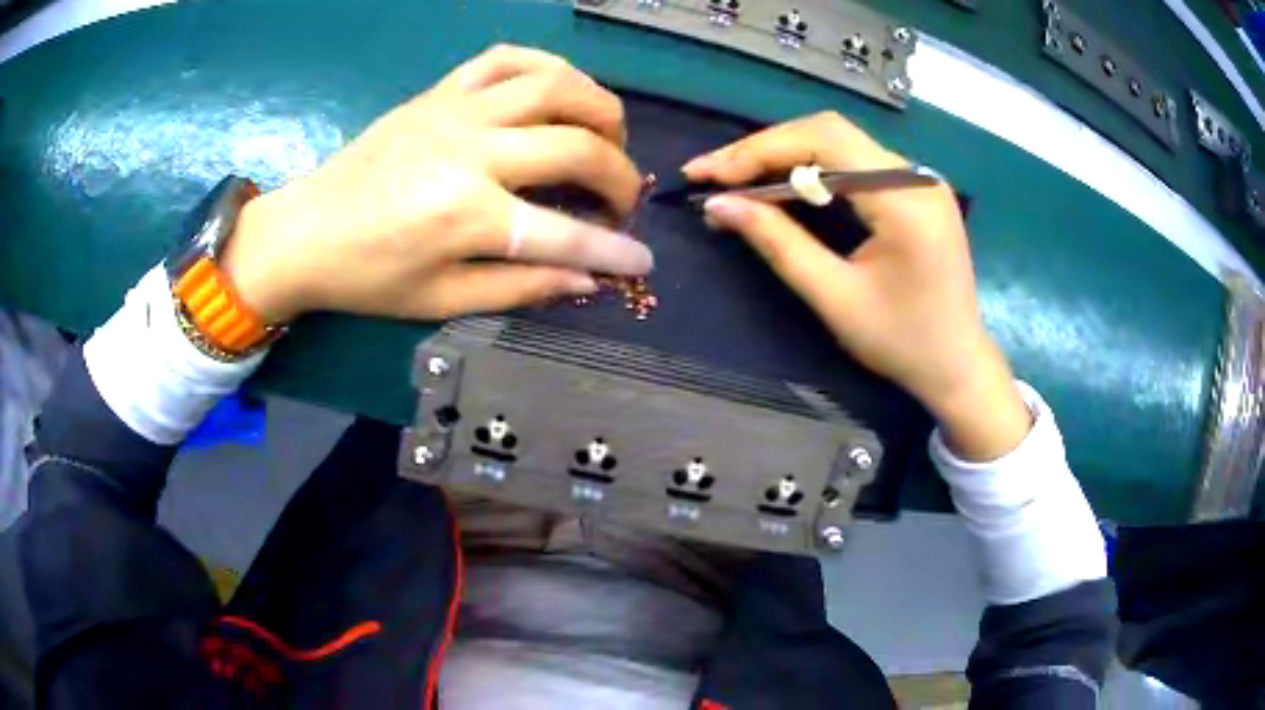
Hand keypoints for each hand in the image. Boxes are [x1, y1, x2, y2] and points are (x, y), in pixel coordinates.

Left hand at [222, 45, 652, 323]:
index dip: (614, 251)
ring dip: (600, 107)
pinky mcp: (440, 91)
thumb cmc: (367, 275)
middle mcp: (471, 150)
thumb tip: (587, 281)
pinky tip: (558, 90)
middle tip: (621, 199)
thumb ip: (519, 288)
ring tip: (606, 136)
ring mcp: (456, 110)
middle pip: (577, 146)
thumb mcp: (440, 299)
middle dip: (620, 176)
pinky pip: (507, 57)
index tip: (641, 261)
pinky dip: (547, 67)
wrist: (305, 230)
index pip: (565, 233)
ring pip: (556, 83)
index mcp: (466, 214)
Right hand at [683, 112, 1029, 460]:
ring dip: (785, 156)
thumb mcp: (835, 298)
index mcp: (905, 200)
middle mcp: (916, 175)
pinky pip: (855, 162)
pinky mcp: (915, 190)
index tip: (707, 173)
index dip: (759, 149)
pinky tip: (783, 186)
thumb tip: (719, 205)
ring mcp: (919, 179)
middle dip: (765, 149)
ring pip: (839, 142)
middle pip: (829, 132)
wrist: (958, 365)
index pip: (824, 141)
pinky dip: (812, 169)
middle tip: (713, 174)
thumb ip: (778, 244)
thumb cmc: (902, 343)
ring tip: (737, 179)